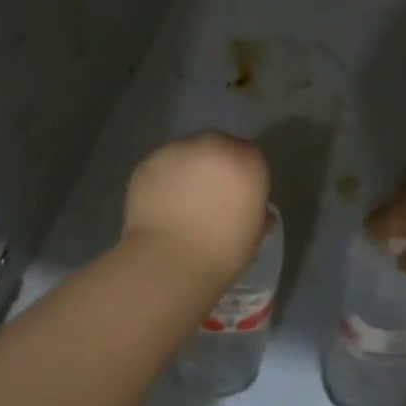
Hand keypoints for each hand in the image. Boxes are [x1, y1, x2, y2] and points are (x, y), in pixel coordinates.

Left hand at [121, 131, 271, 289]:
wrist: (168, 261)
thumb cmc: (222, 253)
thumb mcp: (254, 236)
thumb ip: (257, 213)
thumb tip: (255, 209)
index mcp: (247, 160)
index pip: (251, 157)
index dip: (244, 177)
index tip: (238, 198)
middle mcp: (213, 145)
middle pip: (219, 147)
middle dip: (216, 167)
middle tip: (209, 198)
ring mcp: (177, 150)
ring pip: (188, 154)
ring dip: (188, 170)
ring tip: (181, 203)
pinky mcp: (148, 162)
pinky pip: (162, 167)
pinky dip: (164, 180)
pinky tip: (161, 206)